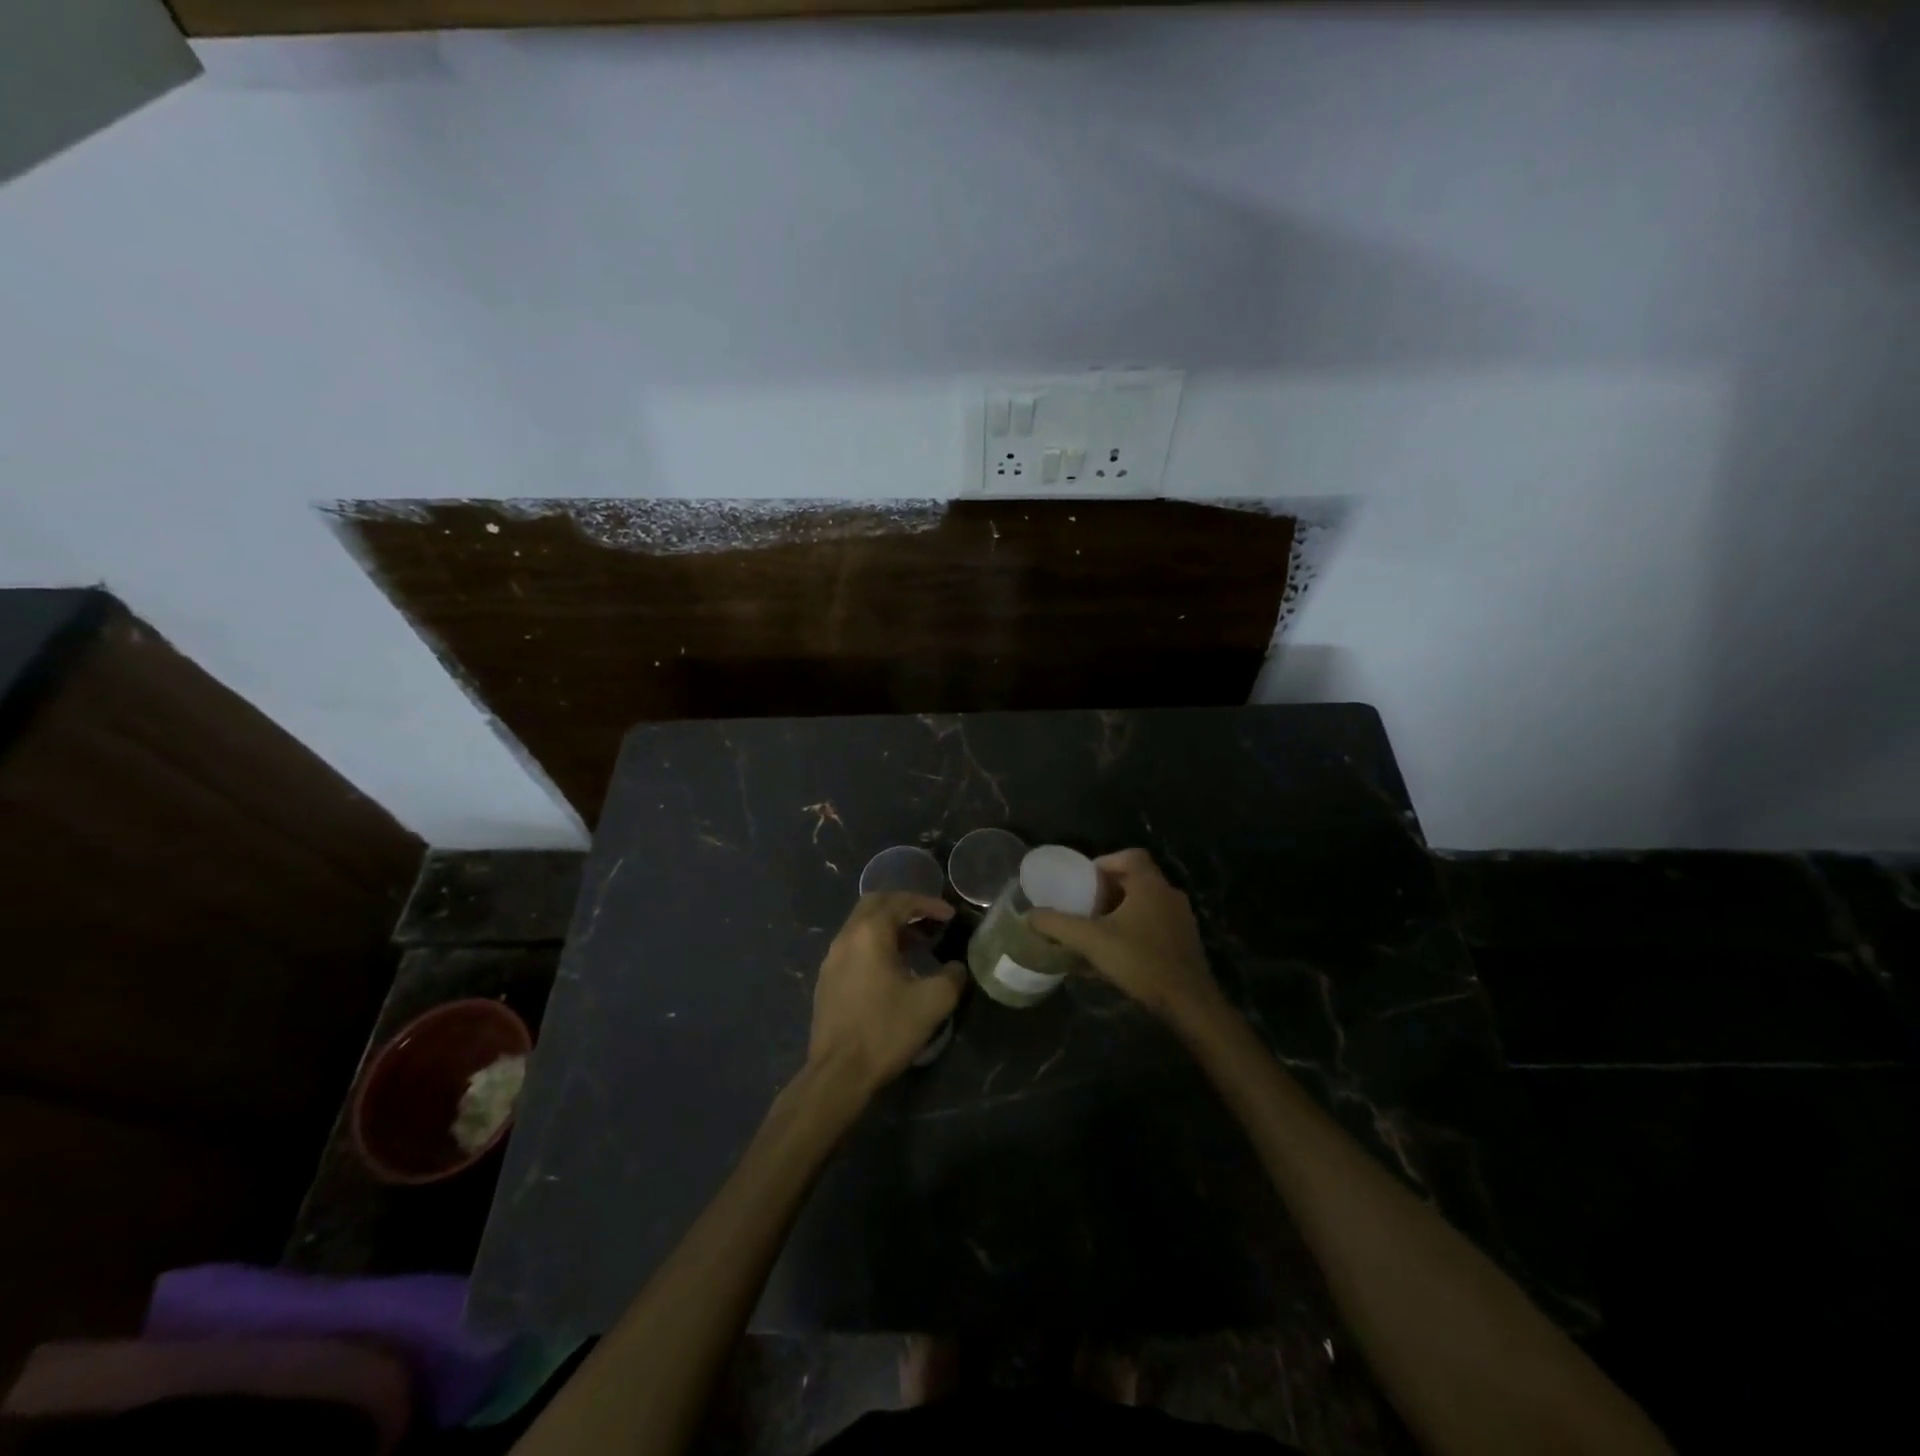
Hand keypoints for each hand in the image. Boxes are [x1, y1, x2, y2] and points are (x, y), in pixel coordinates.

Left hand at [808, 893, 964, 1094]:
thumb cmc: (885, 1030)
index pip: (900, 902)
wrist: (838, 1073)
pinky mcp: (827, 980)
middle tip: (930, 919)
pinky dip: (875, 944)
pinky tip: (893, 968)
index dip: (928, 904)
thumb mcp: (932, 1002)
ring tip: (917, 944)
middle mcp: (846, 937)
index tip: (950, 915)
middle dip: (904, 906)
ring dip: (889, 926)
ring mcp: (831, 959)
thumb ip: (951, 977)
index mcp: (869, 933)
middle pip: (875, 904)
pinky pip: (853, 946)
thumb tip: (956, 968)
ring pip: (861, 926)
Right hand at [1028, 849, 1222, 1025]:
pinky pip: (1156, 924)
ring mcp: (1182, 919)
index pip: (1130, 855)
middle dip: (1110, 889)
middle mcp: (1170, 895)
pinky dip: (1137, 928)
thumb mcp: (1091, 940)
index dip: (1105, 862)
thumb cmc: (1140, 960)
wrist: (1188, 1002)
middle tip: (1086, 904)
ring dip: (1123, 910)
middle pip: (1137, 879)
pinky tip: (1120, 951)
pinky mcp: (1186, 942)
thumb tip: (1030, 915)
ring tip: (1098, 928)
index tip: (1085, 879)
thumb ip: (1059, 925)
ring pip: (1147, 903)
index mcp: (1151, 885)